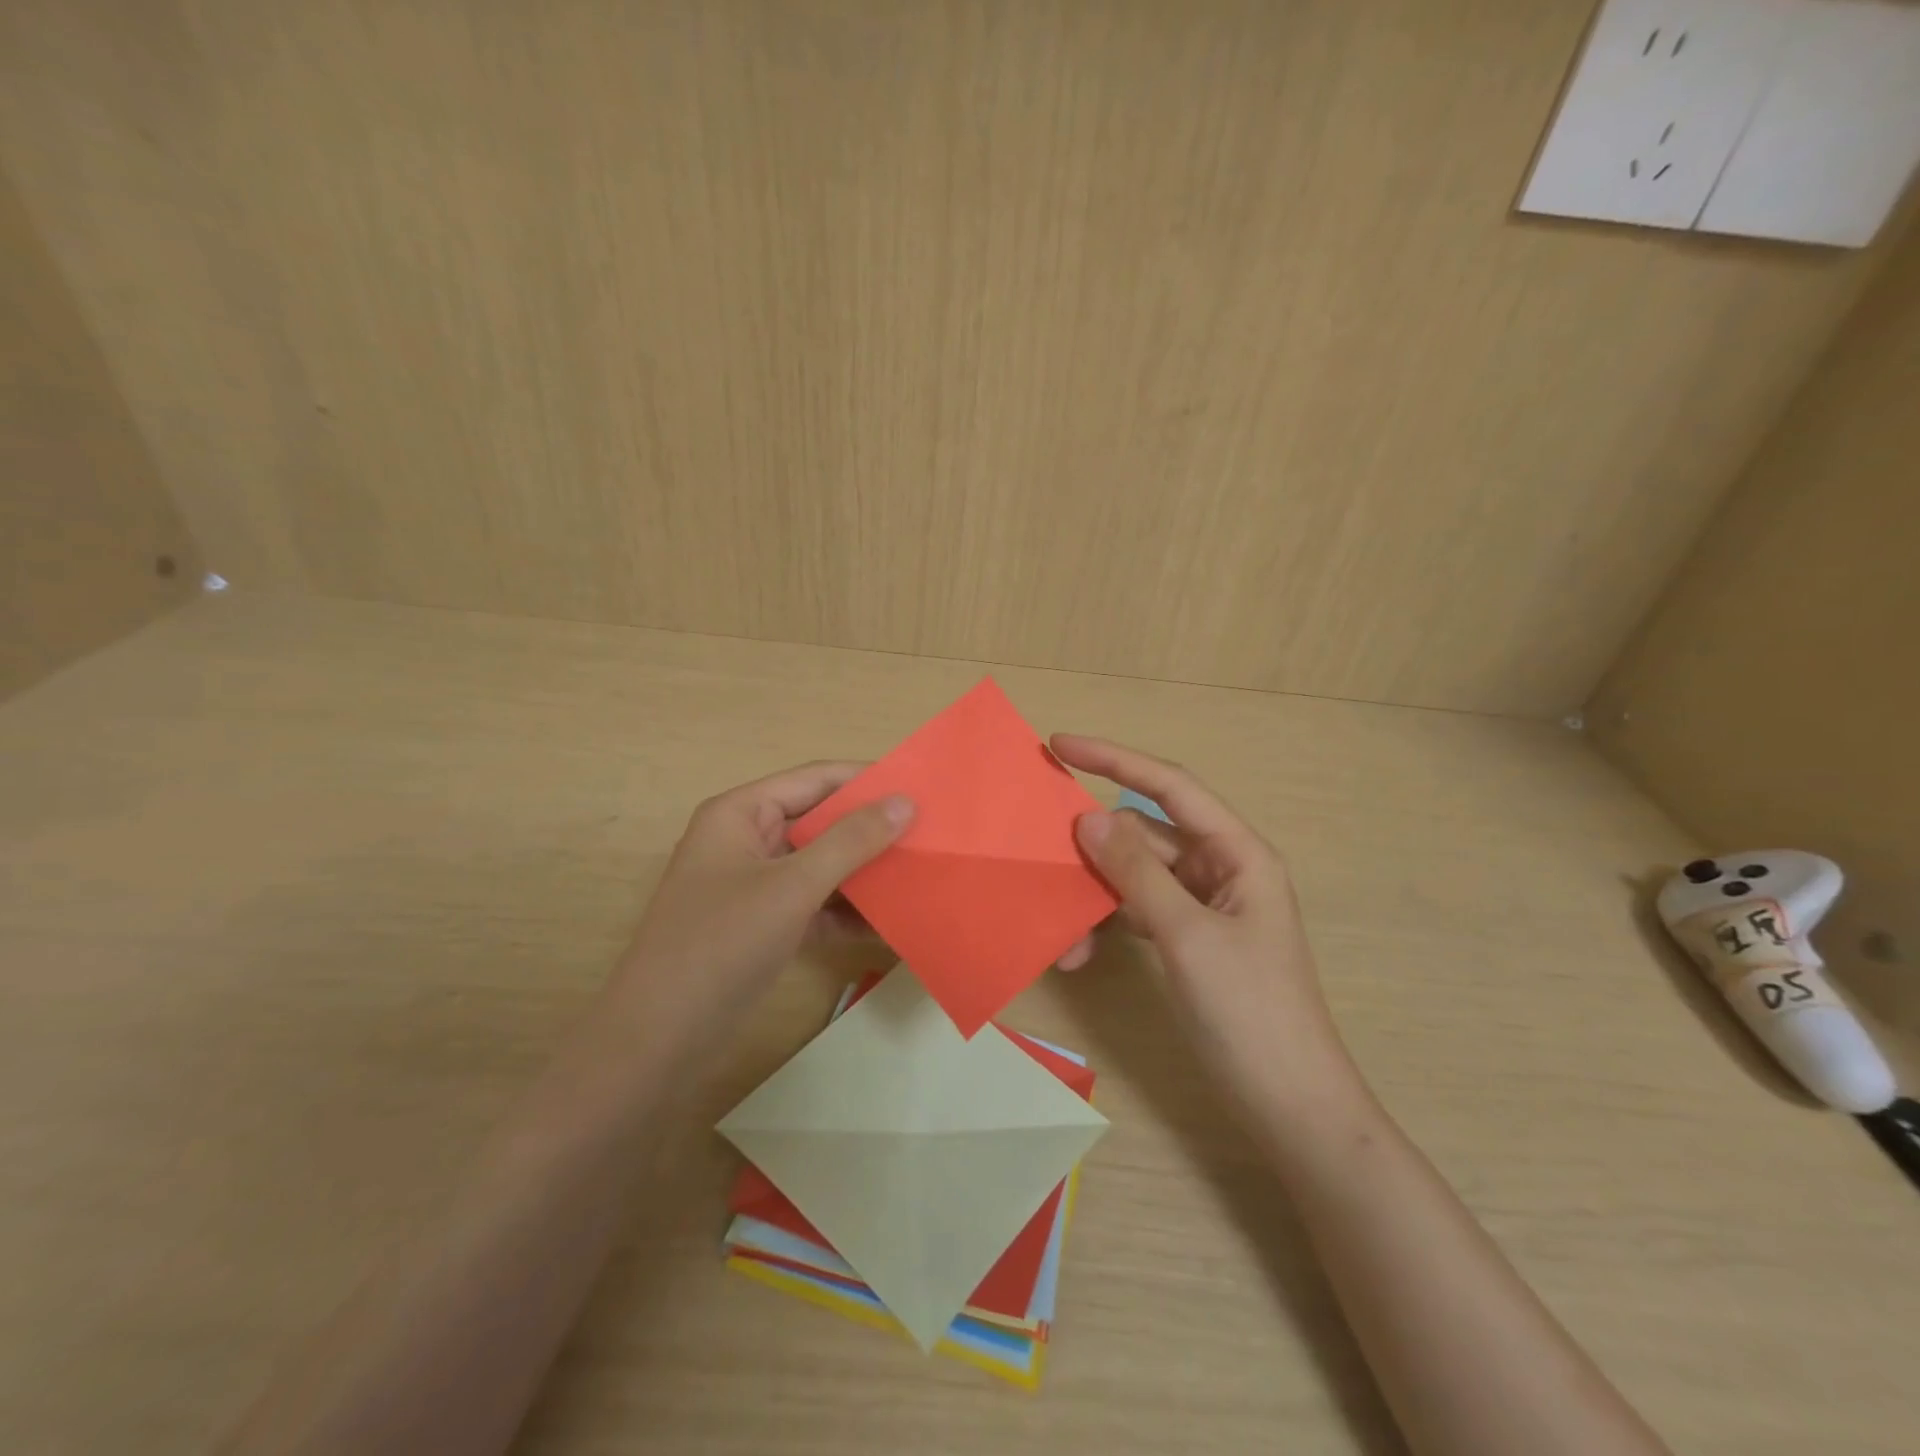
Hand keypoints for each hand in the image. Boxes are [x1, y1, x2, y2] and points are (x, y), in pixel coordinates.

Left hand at [609, 762, 912, 1038]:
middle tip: (931, 834)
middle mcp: (748, 840)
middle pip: (821, 821)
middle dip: (872, 830)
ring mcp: (756, 885)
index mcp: (742, 813)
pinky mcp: (765, 925)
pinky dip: (849, 912)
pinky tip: (893, 923)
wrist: (658, 1040)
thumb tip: (904, 801)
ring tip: (922, 874)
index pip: (816, 779)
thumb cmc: (721, 945)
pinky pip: (816, 905)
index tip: (922, 788)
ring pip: (822, 865)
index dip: (867, 780)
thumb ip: (850, 841)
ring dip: (866, 873)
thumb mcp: (792, 887)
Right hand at [1049, 734, 1361, 1112]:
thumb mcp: (1187, 935)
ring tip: (1063, 935)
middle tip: (1041, 848)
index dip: (1114, 758)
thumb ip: (1136, 872)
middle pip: (1145, 834)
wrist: (1290, 1106)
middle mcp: (1220, 868)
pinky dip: (1108, 923)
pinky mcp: (1188, 939)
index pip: (1169, 786)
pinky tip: (1079, 951)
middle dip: (1094, 846)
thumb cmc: (1249, 1013)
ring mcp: (1203, 906)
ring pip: (1135, 876)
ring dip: (1096, 896)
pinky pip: (1138, 911)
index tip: (1059, 745)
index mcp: (1237, 852)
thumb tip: (1088, 817)